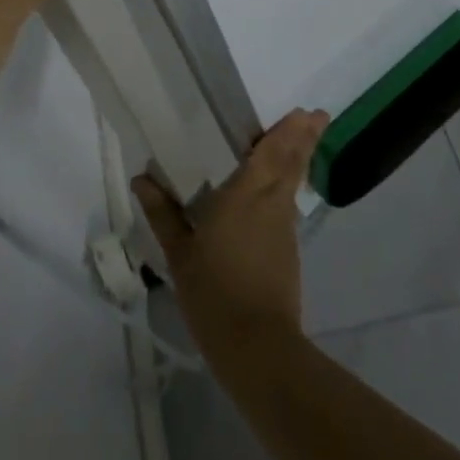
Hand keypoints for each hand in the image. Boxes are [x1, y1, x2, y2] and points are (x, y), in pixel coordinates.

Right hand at [134, 108, 330, 358]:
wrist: (257, 348)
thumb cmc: (214, 292)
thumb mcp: (179, 254)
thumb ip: (163, 214)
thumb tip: (141, 178)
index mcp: (246, 195)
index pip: (272, 153)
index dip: (289, 131)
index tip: (305, 111)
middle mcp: (271, 204)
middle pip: (292, 163)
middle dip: (306, 139)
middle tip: (318, 115)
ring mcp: (284, 229)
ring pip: (293, 184)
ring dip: (299, 160)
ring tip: (301, 142)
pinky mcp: (289, 253)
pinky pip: (288, 207)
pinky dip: (289, 189)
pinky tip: (279, 193)